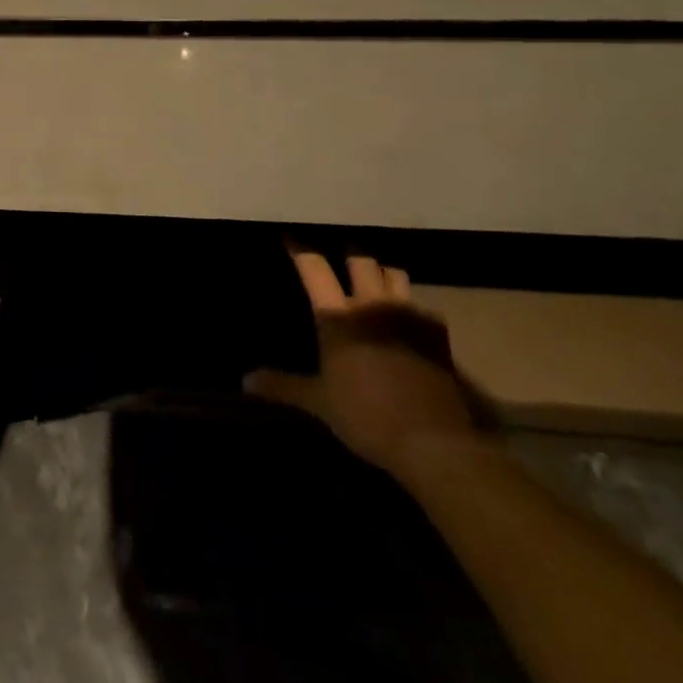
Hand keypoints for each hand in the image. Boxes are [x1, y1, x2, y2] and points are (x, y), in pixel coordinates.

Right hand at [247, 251, 478, 478]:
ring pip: (394, 274)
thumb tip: (245, 380)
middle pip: (360, 260)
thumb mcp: (319, 403)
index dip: (300, 250)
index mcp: (339, 316)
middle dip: (350, 257)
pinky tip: (409, 323)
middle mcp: (372, 304)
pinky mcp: (437, 334)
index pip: (314, 267)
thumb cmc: (366, 416)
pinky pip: (423, 307)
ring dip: (383, 274)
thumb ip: (283, 386)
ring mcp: (408, 315)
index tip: (291, 241)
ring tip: (376, 283)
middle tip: (342, 262)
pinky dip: (413, 308)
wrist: (432, 442)